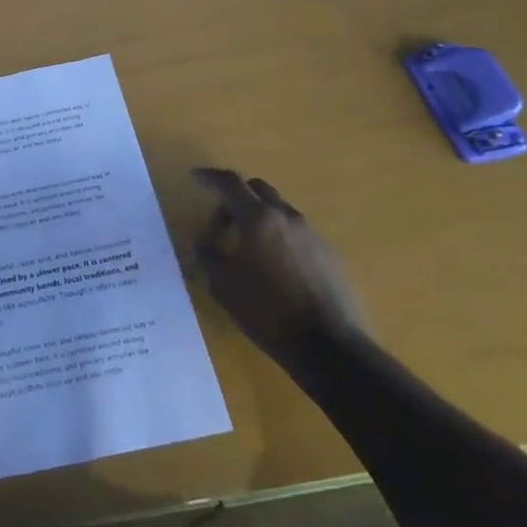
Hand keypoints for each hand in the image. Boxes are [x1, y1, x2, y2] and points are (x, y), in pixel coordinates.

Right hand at [192, 168, 366, 366]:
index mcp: (258, 218)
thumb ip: (207, 253)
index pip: (230, 182)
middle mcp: (287, 217)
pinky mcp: (331, 256)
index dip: (210, 177)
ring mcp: (313, 235)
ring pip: (280, 212)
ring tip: (250, 251)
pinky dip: (281, 239)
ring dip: (261, 220)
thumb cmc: (268, 312)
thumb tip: (204, 239)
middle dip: (237, 197)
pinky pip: (299, 235)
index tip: (195, 177)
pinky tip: (278, 270)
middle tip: (223, 222)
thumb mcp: (222, 284)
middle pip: (258, 189)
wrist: (331, 349)